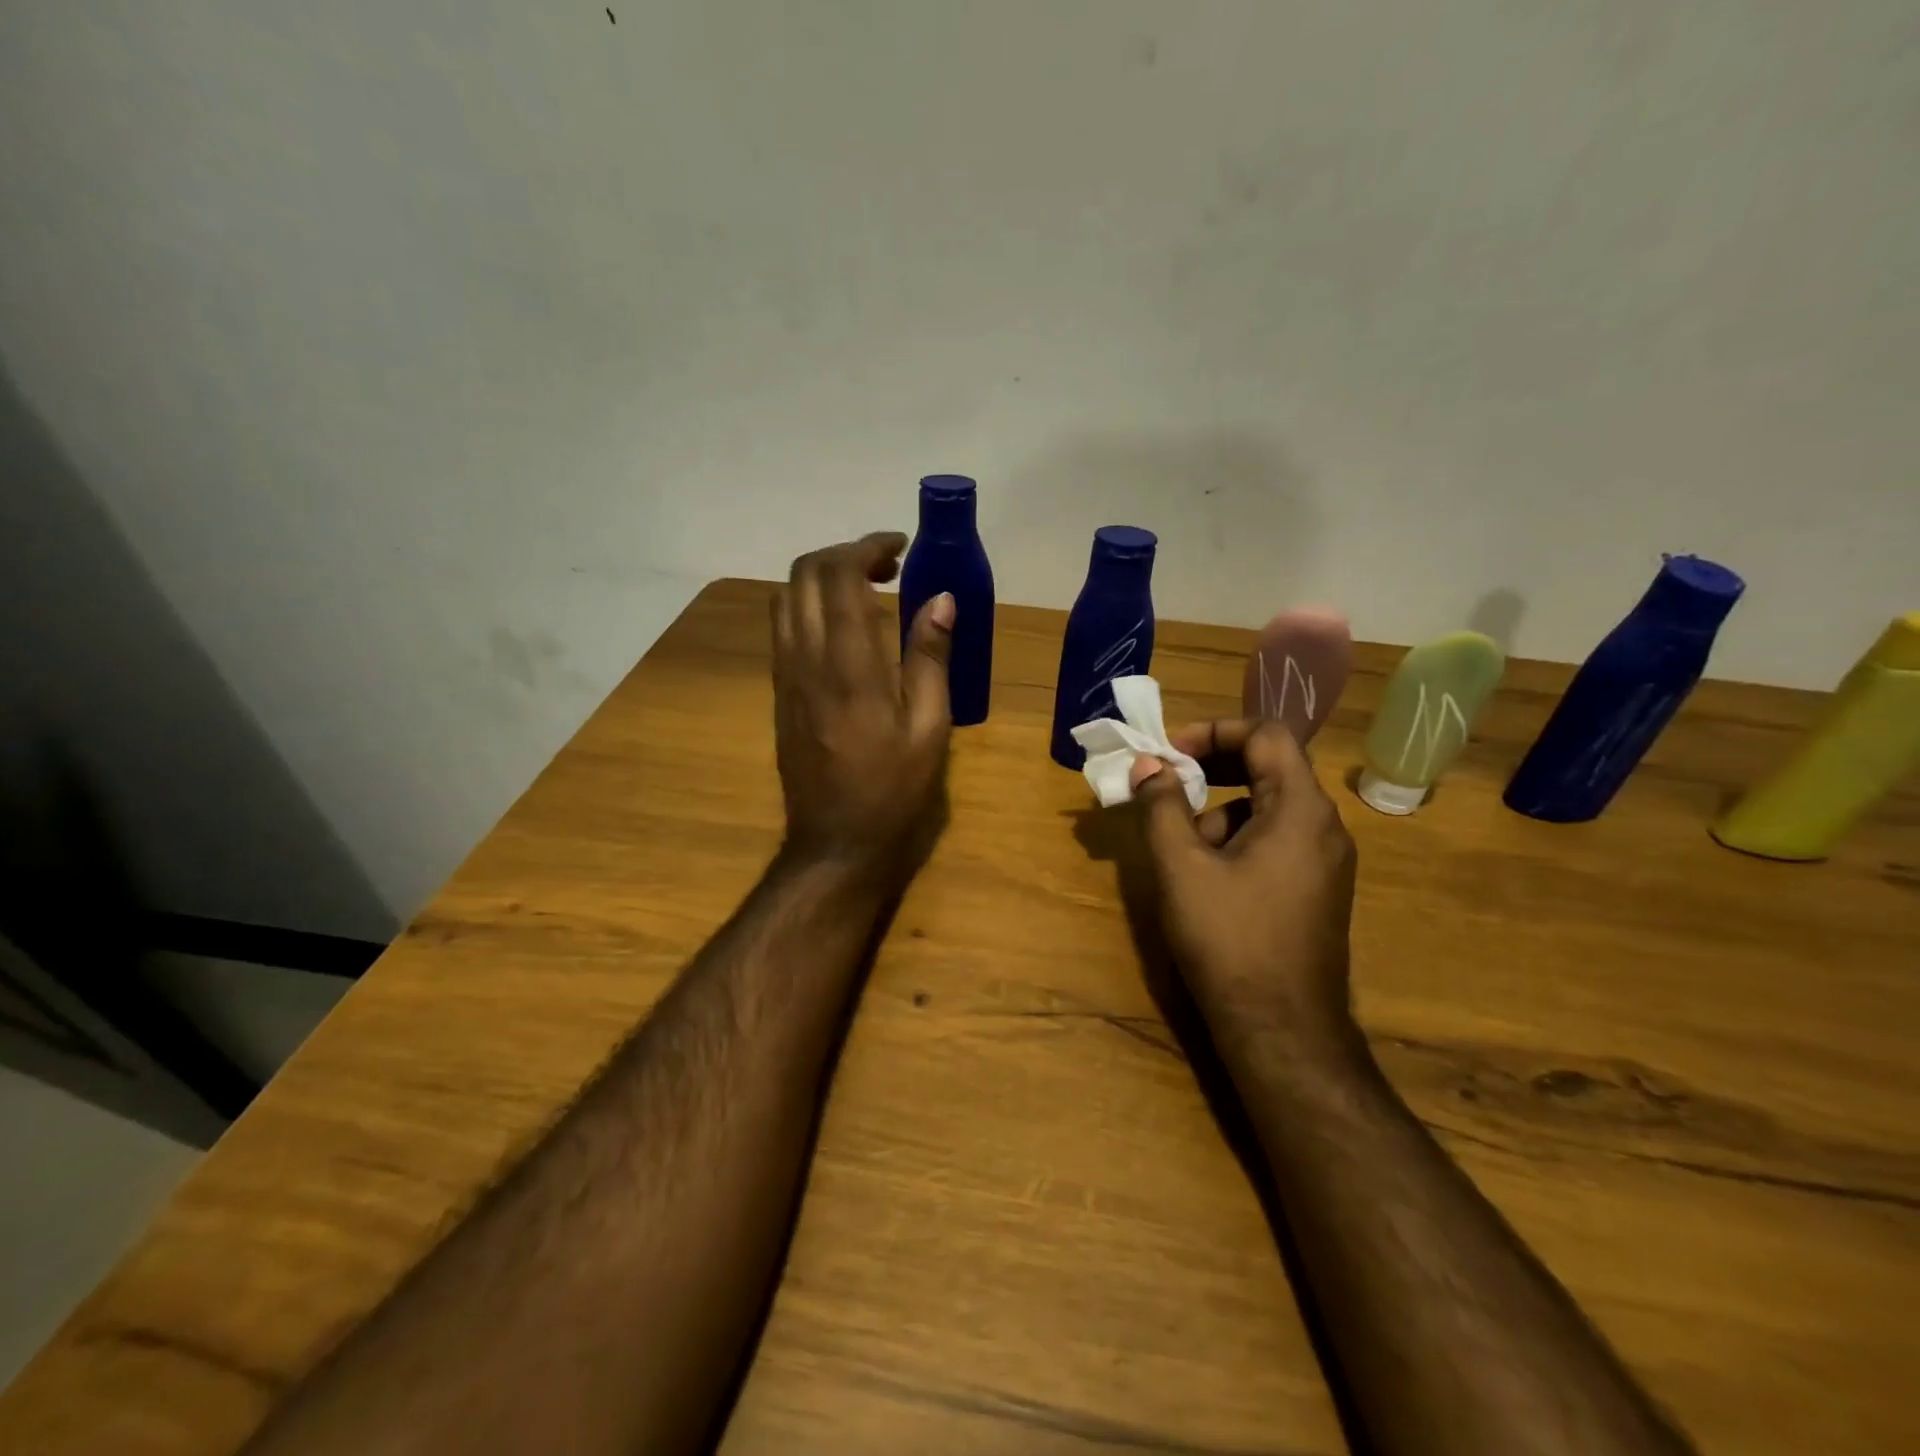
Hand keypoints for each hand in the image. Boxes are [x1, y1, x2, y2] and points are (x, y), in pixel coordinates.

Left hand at [770, 533, 954, 890]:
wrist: (835, 842)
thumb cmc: (894, 790)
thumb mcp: (930, 729)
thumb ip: (932, 658)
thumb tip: (941, 599)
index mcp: (850, 665)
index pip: (841, 575)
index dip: (868, 547)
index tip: (900, 548)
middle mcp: (808, 659)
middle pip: (804, 574)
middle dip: (843, 554)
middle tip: (887, 567)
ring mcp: (785, 675)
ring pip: (786, 597)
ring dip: (821, 577)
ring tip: (864, 590)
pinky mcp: (778, 692)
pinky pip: (782, 628)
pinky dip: (808, 605)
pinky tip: (841, 626)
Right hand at [1130, 720, 1359, 1060]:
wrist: (1282, 1031)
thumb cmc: (1230, 939)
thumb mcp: (1182, 867)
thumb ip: (1161, 806)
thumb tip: (1147, 766)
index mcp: (1301, 810)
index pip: (1266, 734)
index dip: (1213, 731)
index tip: (1169, 752)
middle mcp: (1324, 827)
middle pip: (1269, 767)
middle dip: (1211, 768)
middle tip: (1165, 783)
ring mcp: (1326, 862)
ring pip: (1267, 809)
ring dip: (1218, 812)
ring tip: (1180, 851)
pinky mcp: (1317, 891)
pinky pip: (1275, 841)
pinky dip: (1236, 841)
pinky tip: (1206, 880)